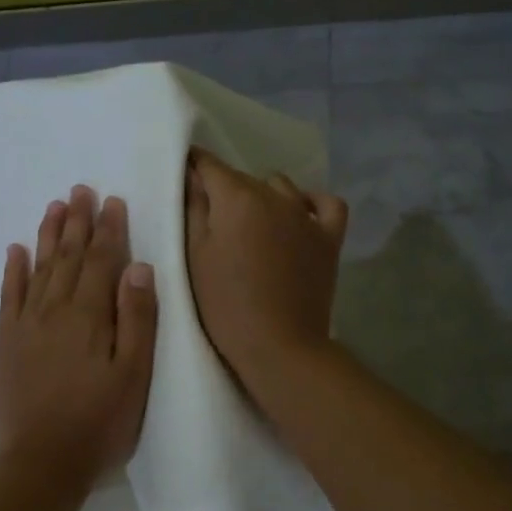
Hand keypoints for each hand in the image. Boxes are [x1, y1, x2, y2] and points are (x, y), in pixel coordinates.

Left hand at [0, 185, 157, 488]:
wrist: (42, 463)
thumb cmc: (100, 422)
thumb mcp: (134, 374)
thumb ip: (137, 318)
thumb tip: (138, 267)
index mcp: (90, 315)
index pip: (101, 260)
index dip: (109, 229)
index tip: (113, 200)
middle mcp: (55, 310)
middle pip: (68, 256)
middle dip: (77, 221)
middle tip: (81, 189)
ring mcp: (26, 325)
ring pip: (39, 268)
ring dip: (48, 235)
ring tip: (55, 207)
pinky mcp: (7, 343)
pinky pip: (9, 296)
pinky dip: (13, 271)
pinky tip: (16, 251)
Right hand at [184, 147, 348, 387]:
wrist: (279, 346)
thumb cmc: (226, 305)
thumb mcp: (195, 257)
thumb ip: (192, 209)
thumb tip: (192, 177)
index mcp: (237, 198)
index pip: (208, 165)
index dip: (193, 166)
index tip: (182, 177)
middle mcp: (275, 196)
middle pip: (243, 178)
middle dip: (224, 189)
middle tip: (210, 219)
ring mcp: (307, 216)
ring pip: (280, 187)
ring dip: (263, 197)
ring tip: (250, 224)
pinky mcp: (329, 239)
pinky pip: (326, 205)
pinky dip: (312, 203)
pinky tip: (300, 214)